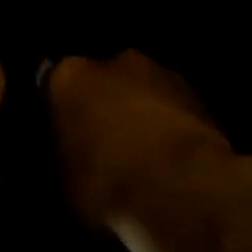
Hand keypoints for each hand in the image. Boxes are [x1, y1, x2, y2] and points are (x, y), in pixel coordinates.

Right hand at [47, 50, 235, 228]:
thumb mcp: (59, 179)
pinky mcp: (201, 96)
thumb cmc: (105, 181)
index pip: (50, 85)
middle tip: (99, 145)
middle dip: (100, 106)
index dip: (55, 111)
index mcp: (68, 75)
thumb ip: (57, 153)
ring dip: (138, 114)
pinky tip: (168, 161)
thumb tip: (62, 152)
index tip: (58, 137)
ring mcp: (163, 73)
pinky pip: (172, 110)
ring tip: (138, 156)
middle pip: (100, 81)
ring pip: (140, 92)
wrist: (184, 190)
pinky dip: (168, 127)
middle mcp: (114, 60)